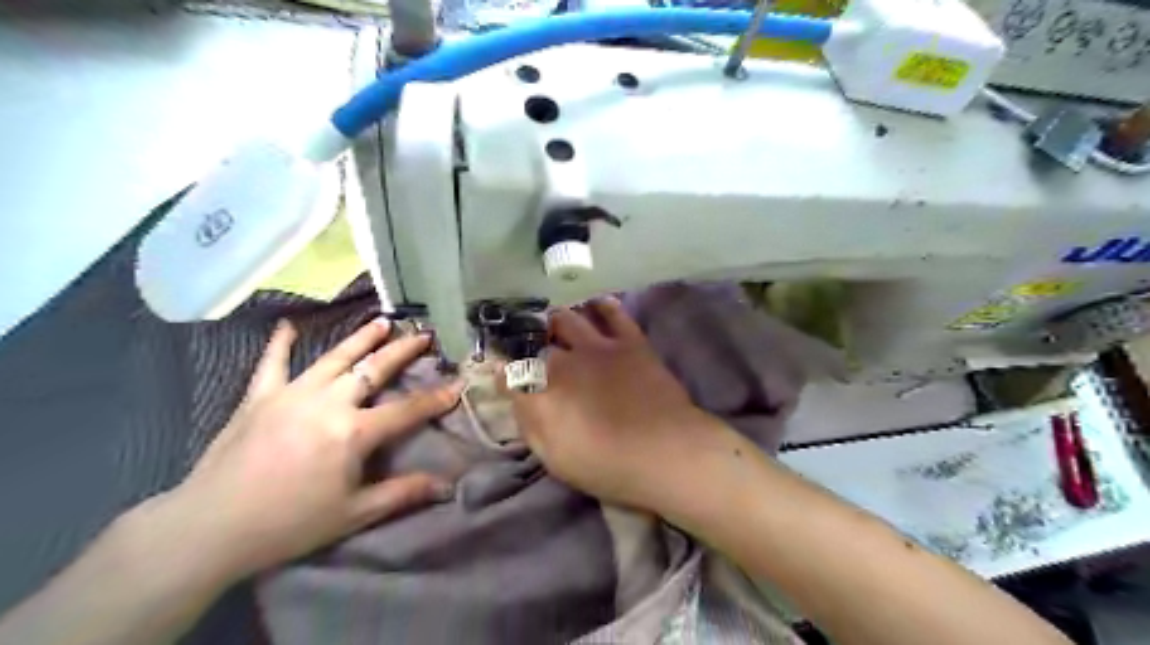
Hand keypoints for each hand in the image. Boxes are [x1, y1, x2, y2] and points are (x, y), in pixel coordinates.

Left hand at [166, 320, 461, 581]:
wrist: (209, 528)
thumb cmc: (289, 523)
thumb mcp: (354, 514)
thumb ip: (403, 493)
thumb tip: (447, 486)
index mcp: (353, 432)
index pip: (406, 410)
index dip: (436, 398)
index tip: (458, 383)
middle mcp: (328, 402)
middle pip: (374, 369)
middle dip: (403, 351)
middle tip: (424, 335)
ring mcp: (292, 394)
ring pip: (335, 357)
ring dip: (361, 338)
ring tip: (383, 321)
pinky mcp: (259, 397)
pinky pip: (273, 363)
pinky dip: (281, 343)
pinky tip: (288, 324)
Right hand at [507, 300, 739, 515]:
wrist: (667, 453)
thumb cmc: (606, 464)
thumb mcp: (554, 456)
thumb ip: (529, 421)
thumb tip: (513, 393)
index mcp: (542, 390)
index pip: (510, 371)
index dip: (501, 370)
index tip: (500, 373)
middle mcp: (564, 359)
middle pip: (534, 339)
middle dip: (523, 341)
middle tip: (525, 346)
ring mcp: (598, 346)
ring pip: (567, 318)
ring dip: (554, 320)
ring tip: (553, 324)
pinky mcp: (629, 342)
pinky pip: (612, 312)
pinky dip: (600, 306)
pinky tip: (595, 306)